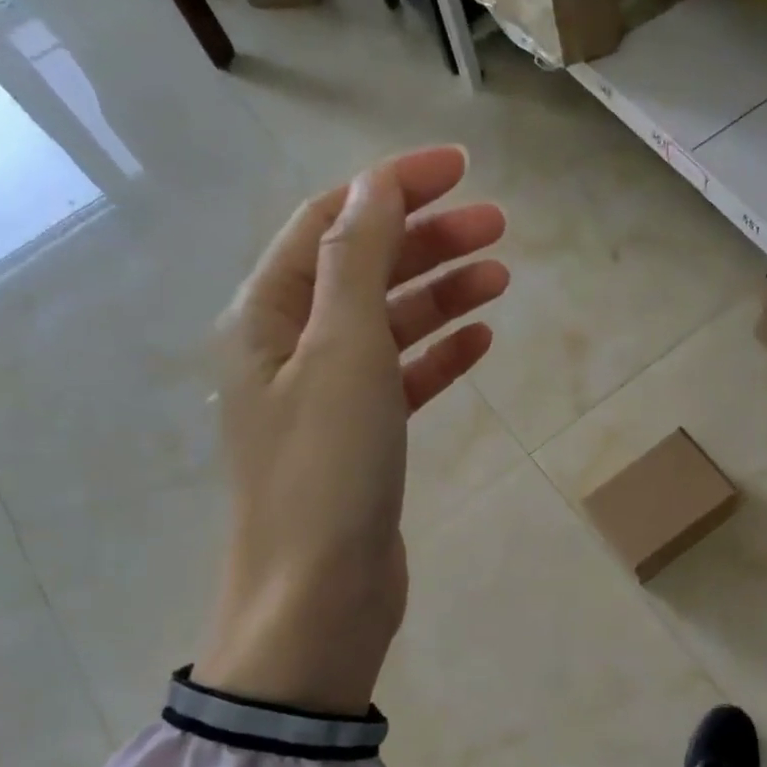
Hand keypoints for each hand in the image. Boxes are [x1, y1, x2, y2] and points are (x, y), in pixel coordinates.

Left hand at [194, 147, 507, 713]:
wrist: (319, 598)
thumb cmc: (326, 469)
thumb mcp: (343, 351)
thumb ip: (356, 261)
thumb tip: (375, 186)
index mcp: (266, 316)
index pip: (329, 222)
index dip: (392, 186)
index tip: (459, 168)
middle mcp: (288, 348)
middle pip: (362, 269)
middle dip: (427, 240)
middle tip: (498, 226)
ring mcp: (325, 396)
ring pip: (388, 323)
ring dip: (440, 294)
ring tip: (500, 276)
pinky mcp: (360, 438)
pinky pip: (402, 377)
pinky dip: (439, 354)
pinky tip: (481, 338)